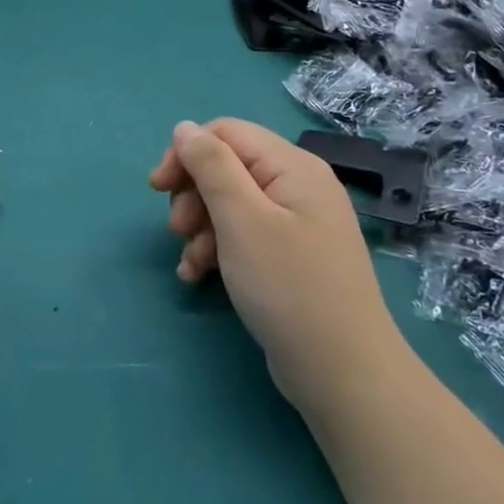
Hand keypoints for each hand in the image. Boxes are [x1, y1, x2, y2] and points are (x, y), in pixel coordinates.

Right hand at [150, 119, 393, 399]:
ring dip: (201, 226)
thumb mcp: (241, 219)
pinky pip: (245, 235)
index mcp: (292, 166)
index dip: (187, 153)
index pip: (226, 133)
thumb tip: (185, 127)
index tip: (157, 188)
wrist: (345, 376)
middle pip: (227, 167)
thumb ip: (210, 165)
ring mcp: (298, 224)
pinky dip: (218, 249)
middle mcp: (298, 186)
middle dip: (193, 194)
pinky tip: (198, 276)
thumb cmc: (289, 287)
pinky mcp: (292, 257)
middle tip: (176, 228)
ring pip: (231, 204)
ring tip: (189, 262)